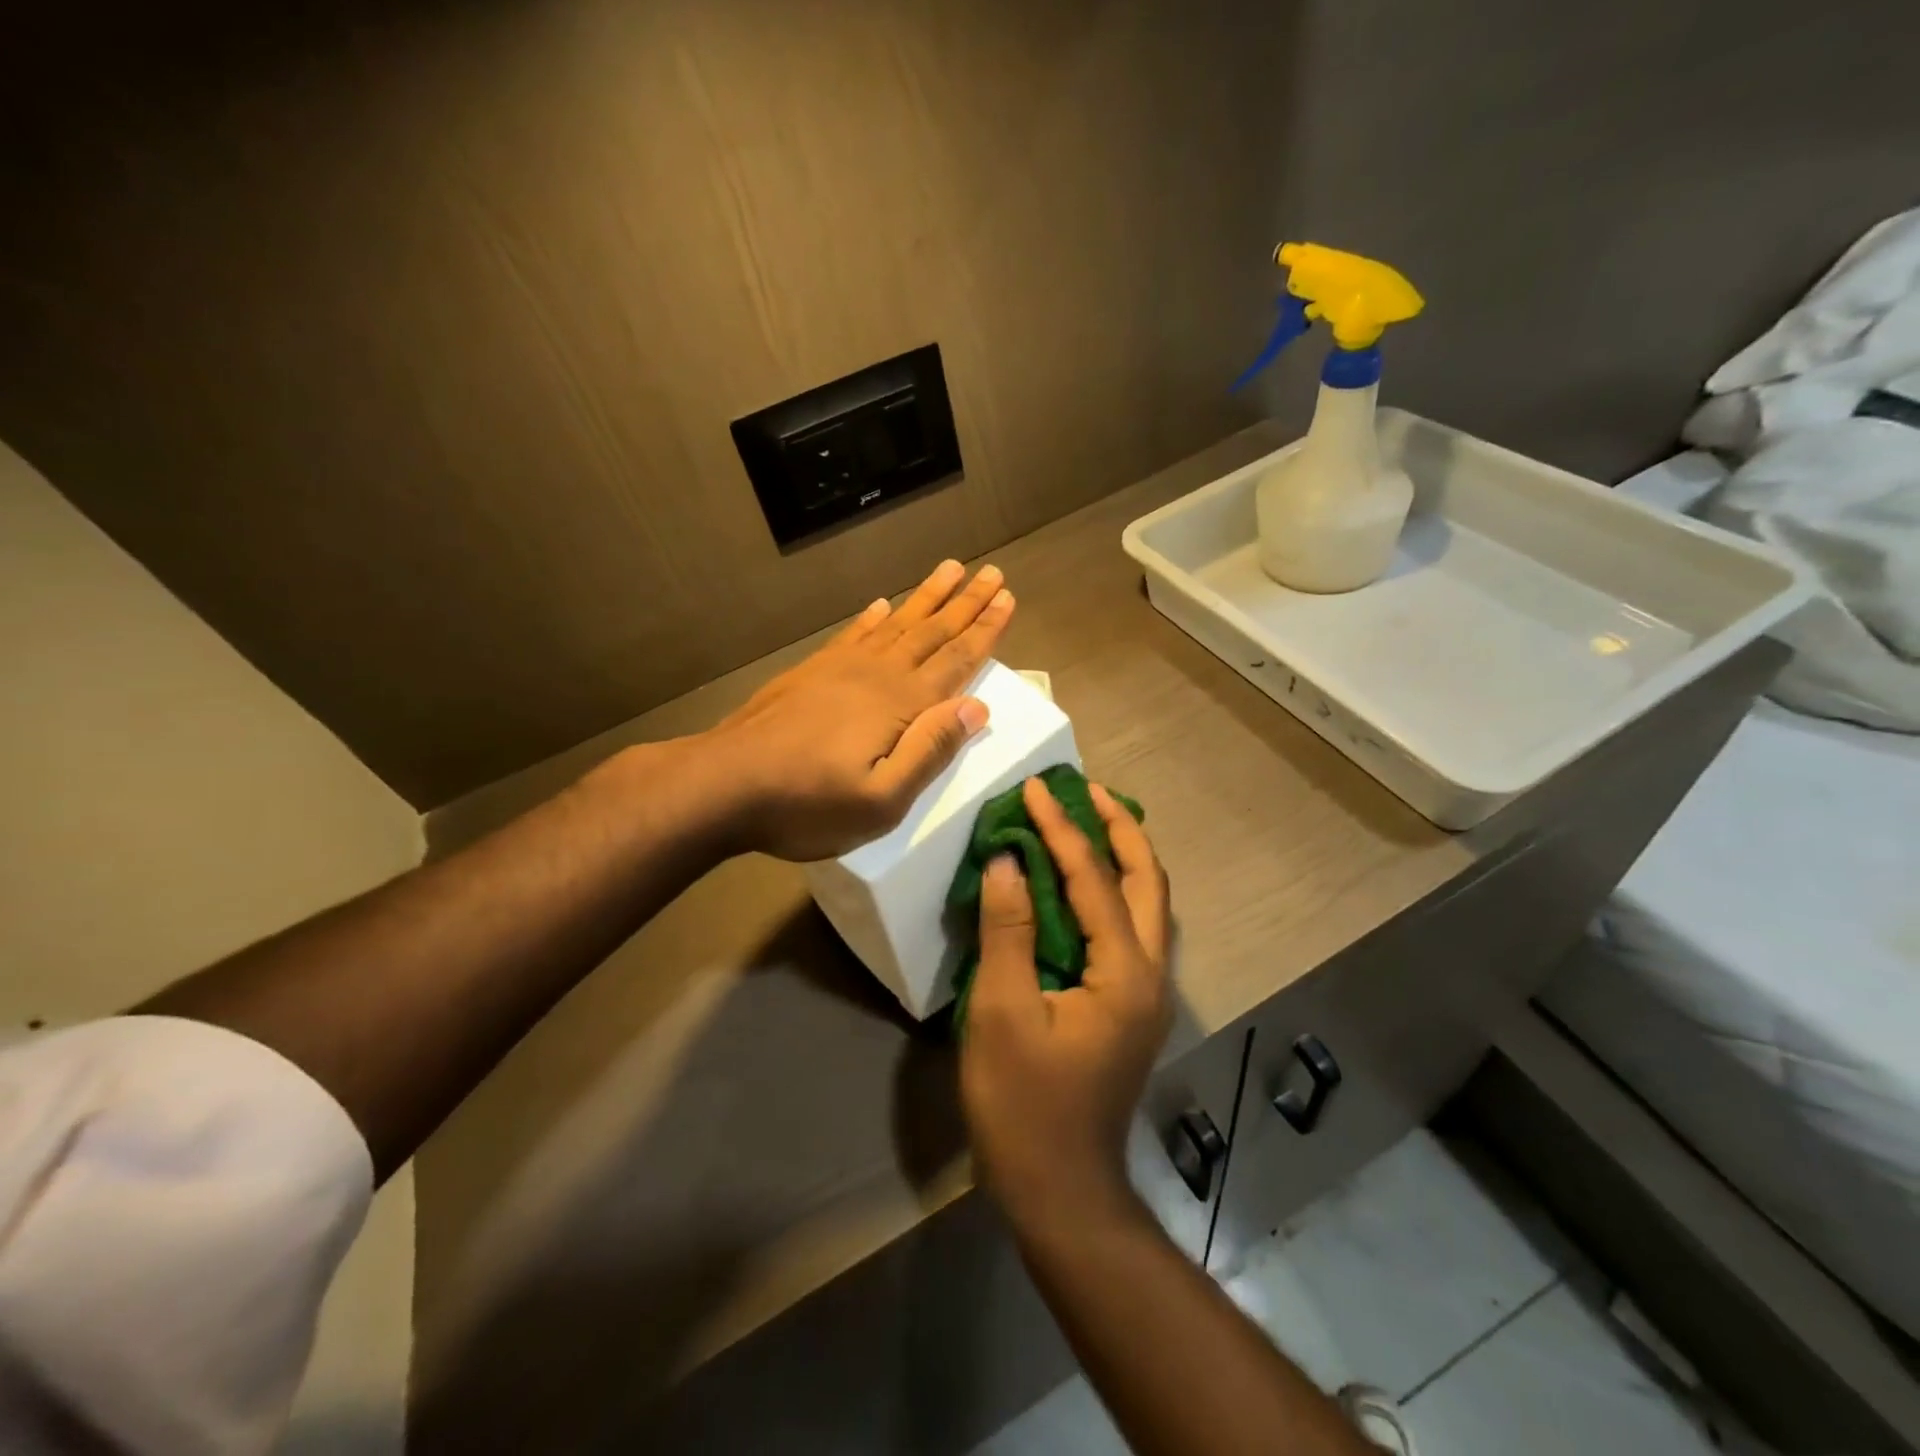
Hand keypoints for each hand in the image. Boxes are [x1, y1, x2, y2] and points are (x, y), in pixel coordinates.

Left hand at [710, 559, 1014, 861]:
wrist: (724, 784)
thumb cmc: (807, 804)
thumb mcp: (881, 801)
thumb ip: (930, 752)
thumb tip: (976, 708)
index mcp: (900, 705)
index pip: (956, 660)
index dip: (985, 630)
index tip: (1007, 598)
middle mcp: (877, 675)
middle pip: (932, 631)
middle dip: (965, 603)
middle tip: (992, 572)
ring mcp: (840, 669)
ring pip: (896, 623)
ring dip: (926, 597)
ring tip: (950, 569)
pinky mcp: (810, 673)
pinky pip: (853, 634)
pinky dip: (872, 617)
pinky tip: (881, 604)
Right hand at [961, 778, 1172, 1232]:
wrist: (1061, 1191)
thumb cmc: (1024, 1105)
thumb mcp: (1003, 1012)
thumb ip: (1008, 930)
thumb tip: (1008, 861)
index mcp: (1125, 972)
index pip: (1094, 879)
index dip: (1062, 829)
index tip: (1035, 788)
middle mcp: (1151, 973)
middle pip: (1147, 880)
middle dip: (1119, 828)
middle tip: (1085, 789)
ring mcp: (1146, 992)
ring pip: (1147, 903)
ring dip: (1121, 856)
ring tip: (1088, 820)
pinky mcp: (1131, 1005)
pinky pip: (1131, 927)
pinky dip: (1112, 890)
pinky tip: (1083, 884)